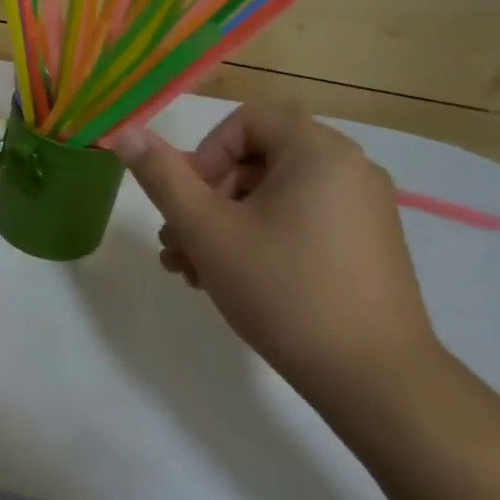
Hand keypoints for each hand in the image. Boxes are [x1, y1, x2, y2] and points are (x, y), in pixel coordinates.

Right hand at [111, 103, 439, 409]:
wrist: (372, 378)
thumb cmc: (283, 290)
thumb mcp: (207, 230)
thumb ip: (163, 177)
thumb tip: (126, 133)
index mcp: (319, 152)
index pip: (247, 121)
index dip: (206, 154)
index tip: (192, 203)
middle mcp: (349, 169)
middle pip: (256, 159)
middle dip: (207, 197)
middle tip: (181, 244)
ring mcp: (363, 209)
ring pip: (273, 194)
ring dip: (224, 222)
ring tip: (194, 269)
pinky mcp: (366, 244)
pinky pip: (300, 220)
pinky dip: (260, 237)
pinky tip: (232, 279)